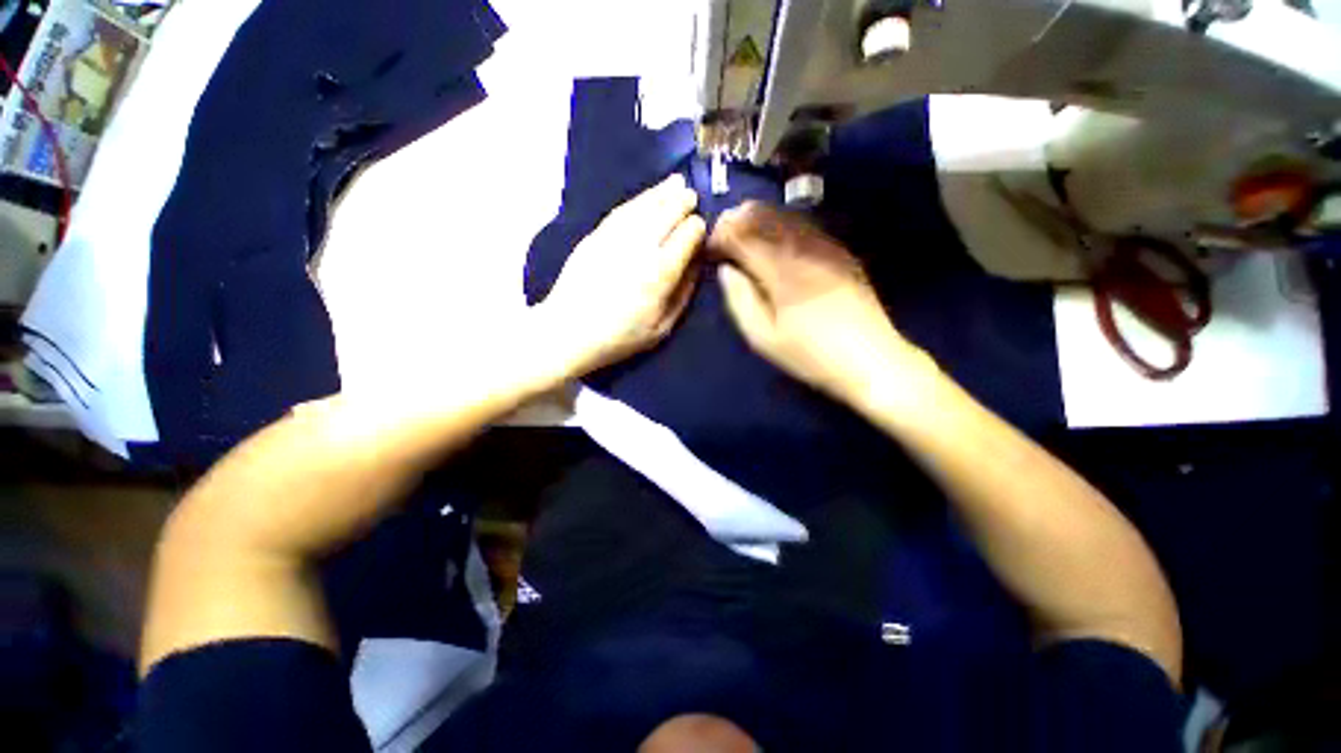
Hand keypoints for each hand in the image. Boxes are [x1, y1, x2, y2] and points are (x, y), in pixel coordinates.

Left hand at [537, 175, 706, 376]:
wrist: (568, 331)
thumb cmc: (620, 337)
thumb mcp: (662, 328)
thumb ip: (683, 294)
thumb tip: (697, 264)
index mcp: (659, 273)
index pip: (686, 236)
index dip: (698, 228)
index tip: (701, 227)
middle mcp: (640, 248)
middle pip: (667, 213)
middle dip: (683, 202)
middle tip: (692, 197)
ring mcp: (615, 237)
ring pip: (644, 206)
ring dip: (663, 193)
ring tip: (676, 183)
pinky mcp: (595, 235)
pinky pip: (622, 210)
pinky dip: (638, 199)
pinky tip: (647, 195)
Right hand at [710, 201, 933, 407]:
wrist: (871, 360)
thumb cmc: (810, 355)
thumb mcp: (763, 338)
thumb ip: (740, 300)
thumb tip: (727, 270)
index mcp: (781, 271)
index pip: (743, 236)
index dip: (722, 235)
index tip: (710, 246)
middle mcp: (804, 248)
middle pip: (765, 216)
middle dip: (738, 220)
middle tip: (723, 234)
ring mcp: (827, 247)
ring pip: (786, 216)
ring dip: (760, 219)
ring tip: (743, 232)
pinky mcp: (841, 252)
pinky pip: (806, 226)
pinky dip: (783, 226)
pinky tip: (776, 239)